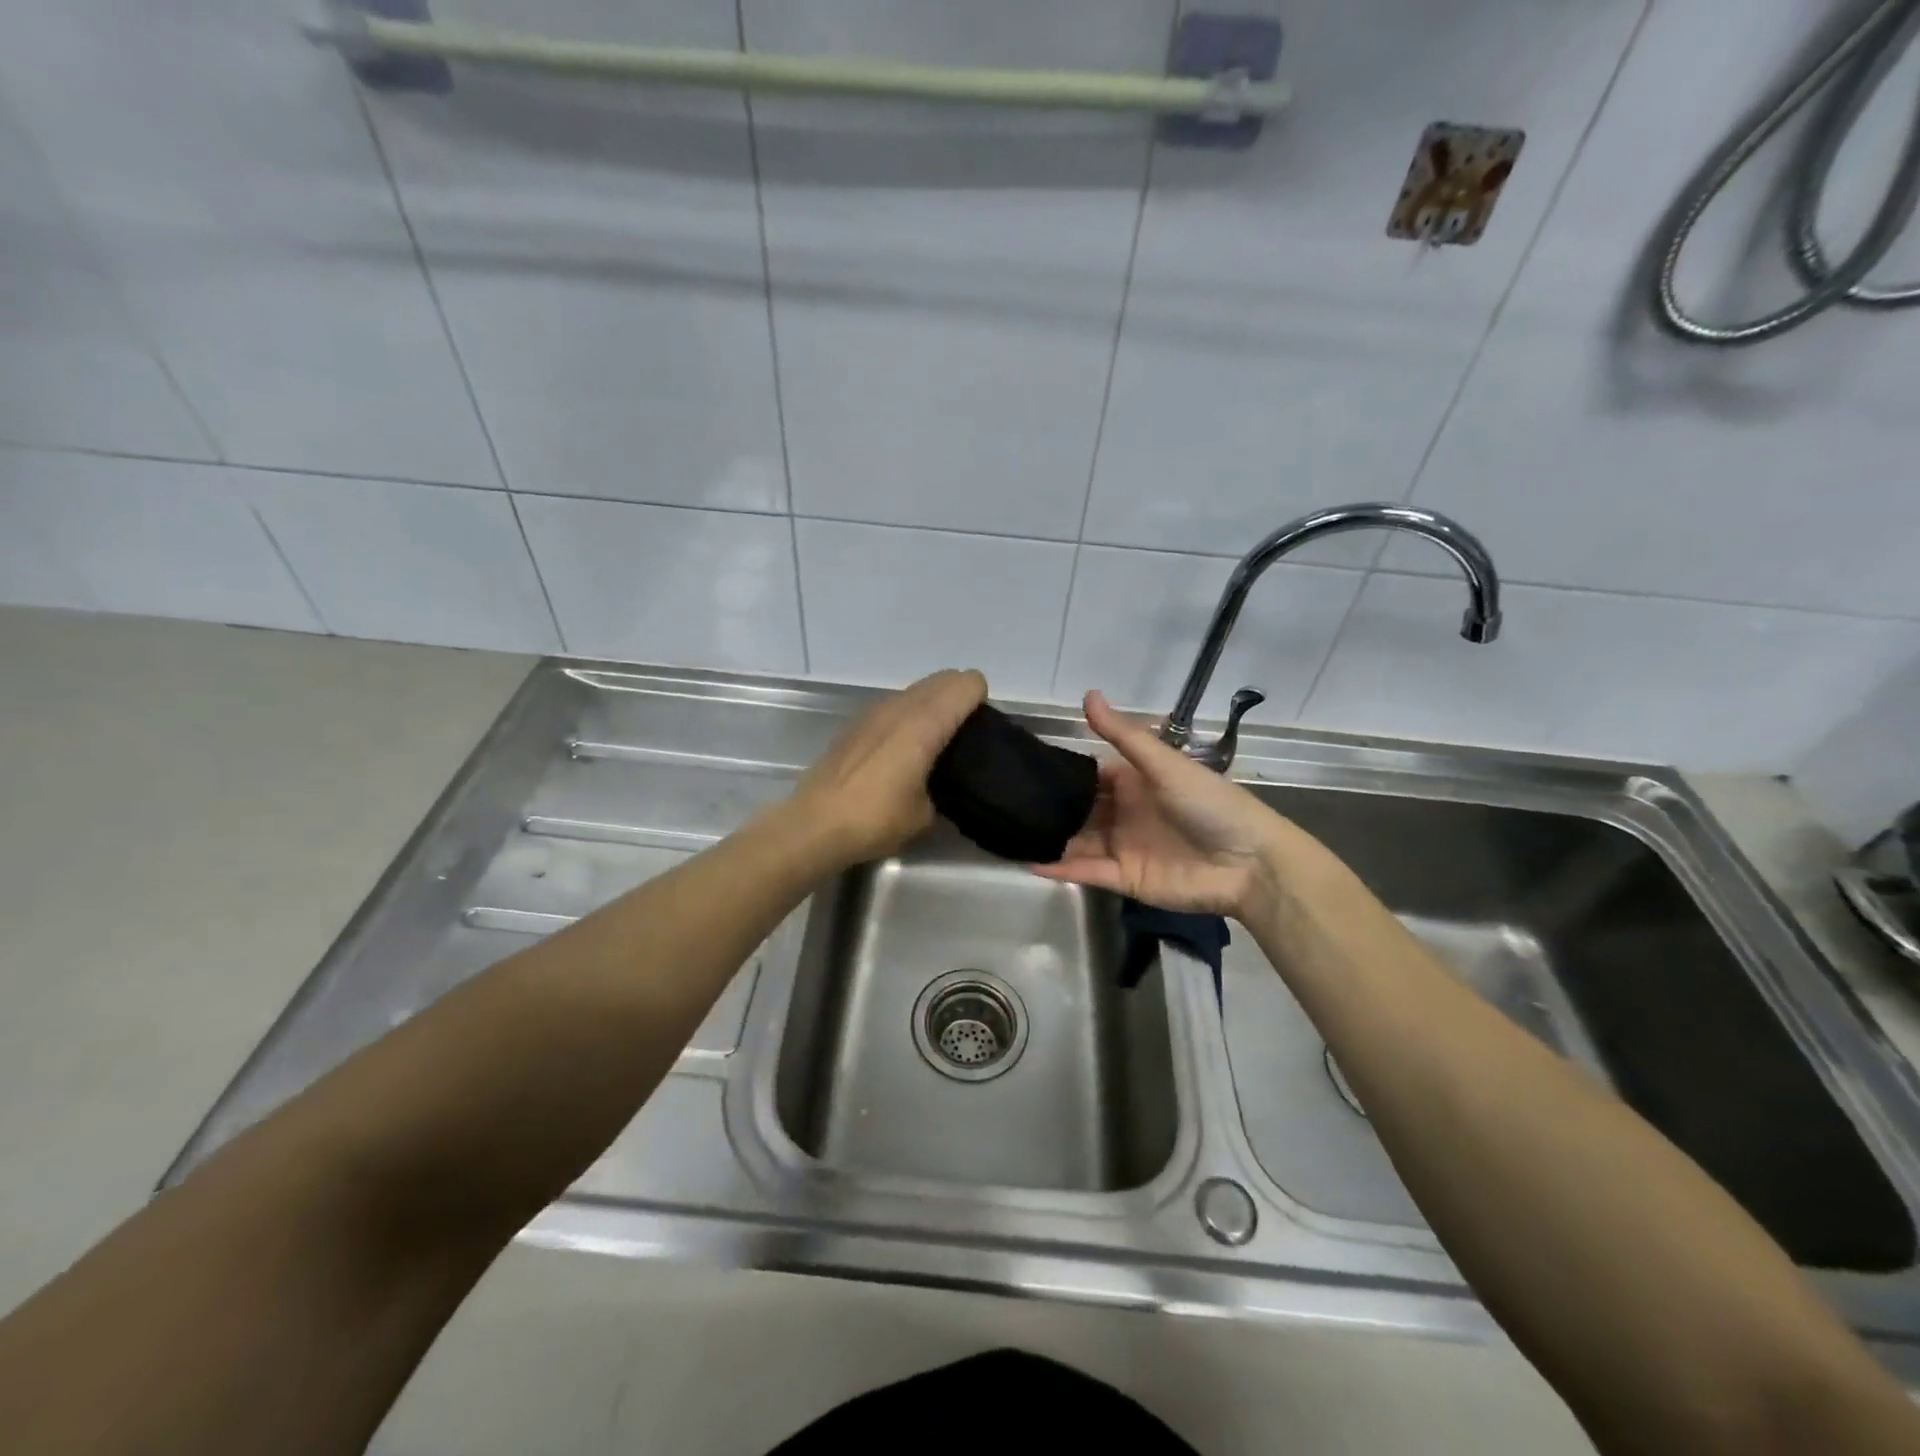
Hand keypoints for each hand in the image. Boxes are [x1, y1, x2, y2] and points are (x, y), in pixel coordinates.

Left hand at [786, 668, 987, 867]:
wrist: (814, 825)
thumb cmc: (875, 819)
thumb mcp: (925, 813)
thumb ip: (943, 786)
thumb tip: (942, 782)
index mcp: (924, 724)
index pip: (964, 685)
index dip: (980, 698)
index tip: (982, 727)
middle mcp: (900, 707)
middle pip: (941, 679)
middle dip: (958, 697)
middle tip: (964, 733)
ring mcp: (873, 711)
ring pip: (915, 690)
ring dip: (931, 704)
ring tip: (934, 740)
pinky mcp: (854, 723)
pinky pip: (893, 705)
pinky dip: (906, 715)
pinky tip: (901, 748)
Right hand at [1033, 691, 1296, 919]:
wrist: (1248, 864)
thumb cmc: (1209, 804)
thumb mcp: (1164, 764)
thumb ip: (1124, 735)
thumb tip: (1088, 694)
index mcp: (1135, 784)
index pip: (1090, 777)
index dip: (1062, 773)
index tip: (1025, 768)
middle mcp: (1124, 814)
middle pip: (1080, 811)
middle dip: (1050, 808)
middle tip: (1008, 803)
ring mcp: (1122, 848)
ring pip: (1077, 841)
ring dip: (1050, 838)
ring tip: (1011, 832)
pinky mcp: (1124, 879)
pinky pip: (1086, 872)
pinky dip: (1060, 868)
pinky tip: (1030, 861)